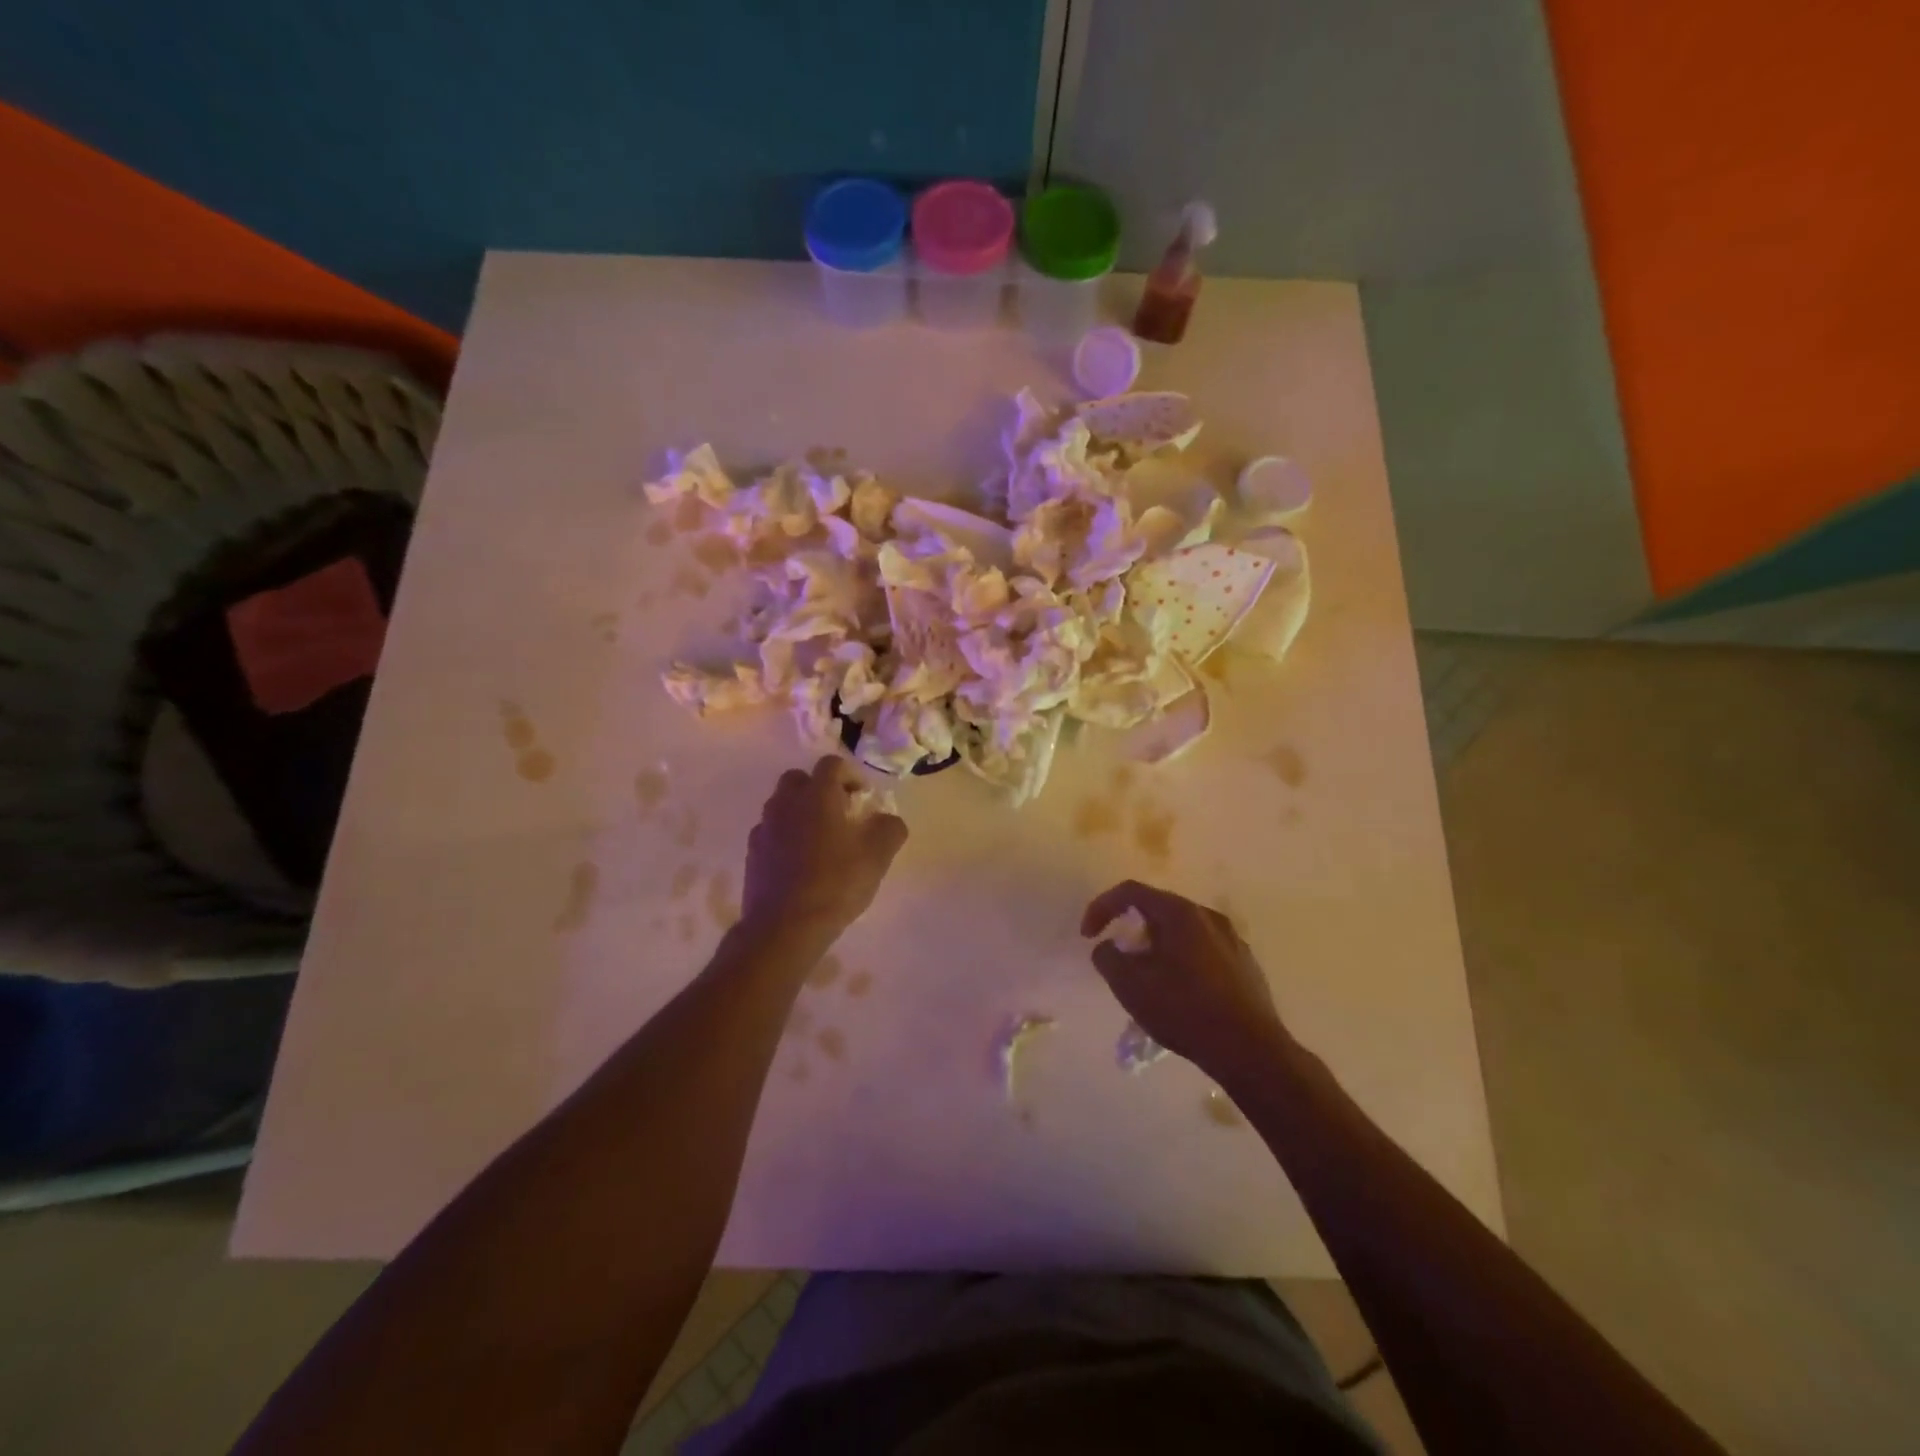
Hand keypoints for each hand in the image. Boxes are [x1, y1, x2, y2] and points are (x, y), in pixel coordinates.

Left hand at [741, 756, 907, 949]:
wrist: (784, 927)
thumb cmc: (836, 883)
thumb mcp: (878, 855)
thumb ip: (890, 828)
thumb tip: (887, 819)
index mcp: (817, 795)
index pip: (831, 764)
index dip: (850, 775)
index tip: (863, 799)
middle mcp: (786, 803)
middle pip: (799, 780)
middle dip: (819, 789)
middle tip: (839, 814)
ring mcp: (765, 828)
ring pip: (782, 806)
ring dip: (800, 813)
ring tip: (819, 841)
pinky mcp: (752, 853)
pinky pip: (771, 833)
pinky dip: (785, 837)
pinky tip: (799, 863)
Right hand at [1081, 880, 1293, 1082]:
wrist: (1250, 1051)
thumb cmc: (1185, 1011)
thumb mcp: (1131, 986)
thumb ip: (1108, 958)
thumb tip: (1107, 947)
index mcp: (1180, 913)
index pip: (1130, 891)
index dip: (1101, 908)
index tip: (1088, 936)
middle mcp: (1208, 916)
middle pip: (1158, 909)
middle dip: (1131, 929)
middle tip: (1119, 958)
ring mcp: (1232, 939)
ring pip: (1182, 931)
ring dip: (1157, 946)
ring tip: (1148, 978)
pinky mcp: (1245, 964)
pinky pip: (1203, 950)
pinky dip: (1182, 960)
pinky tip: (1181, 993)